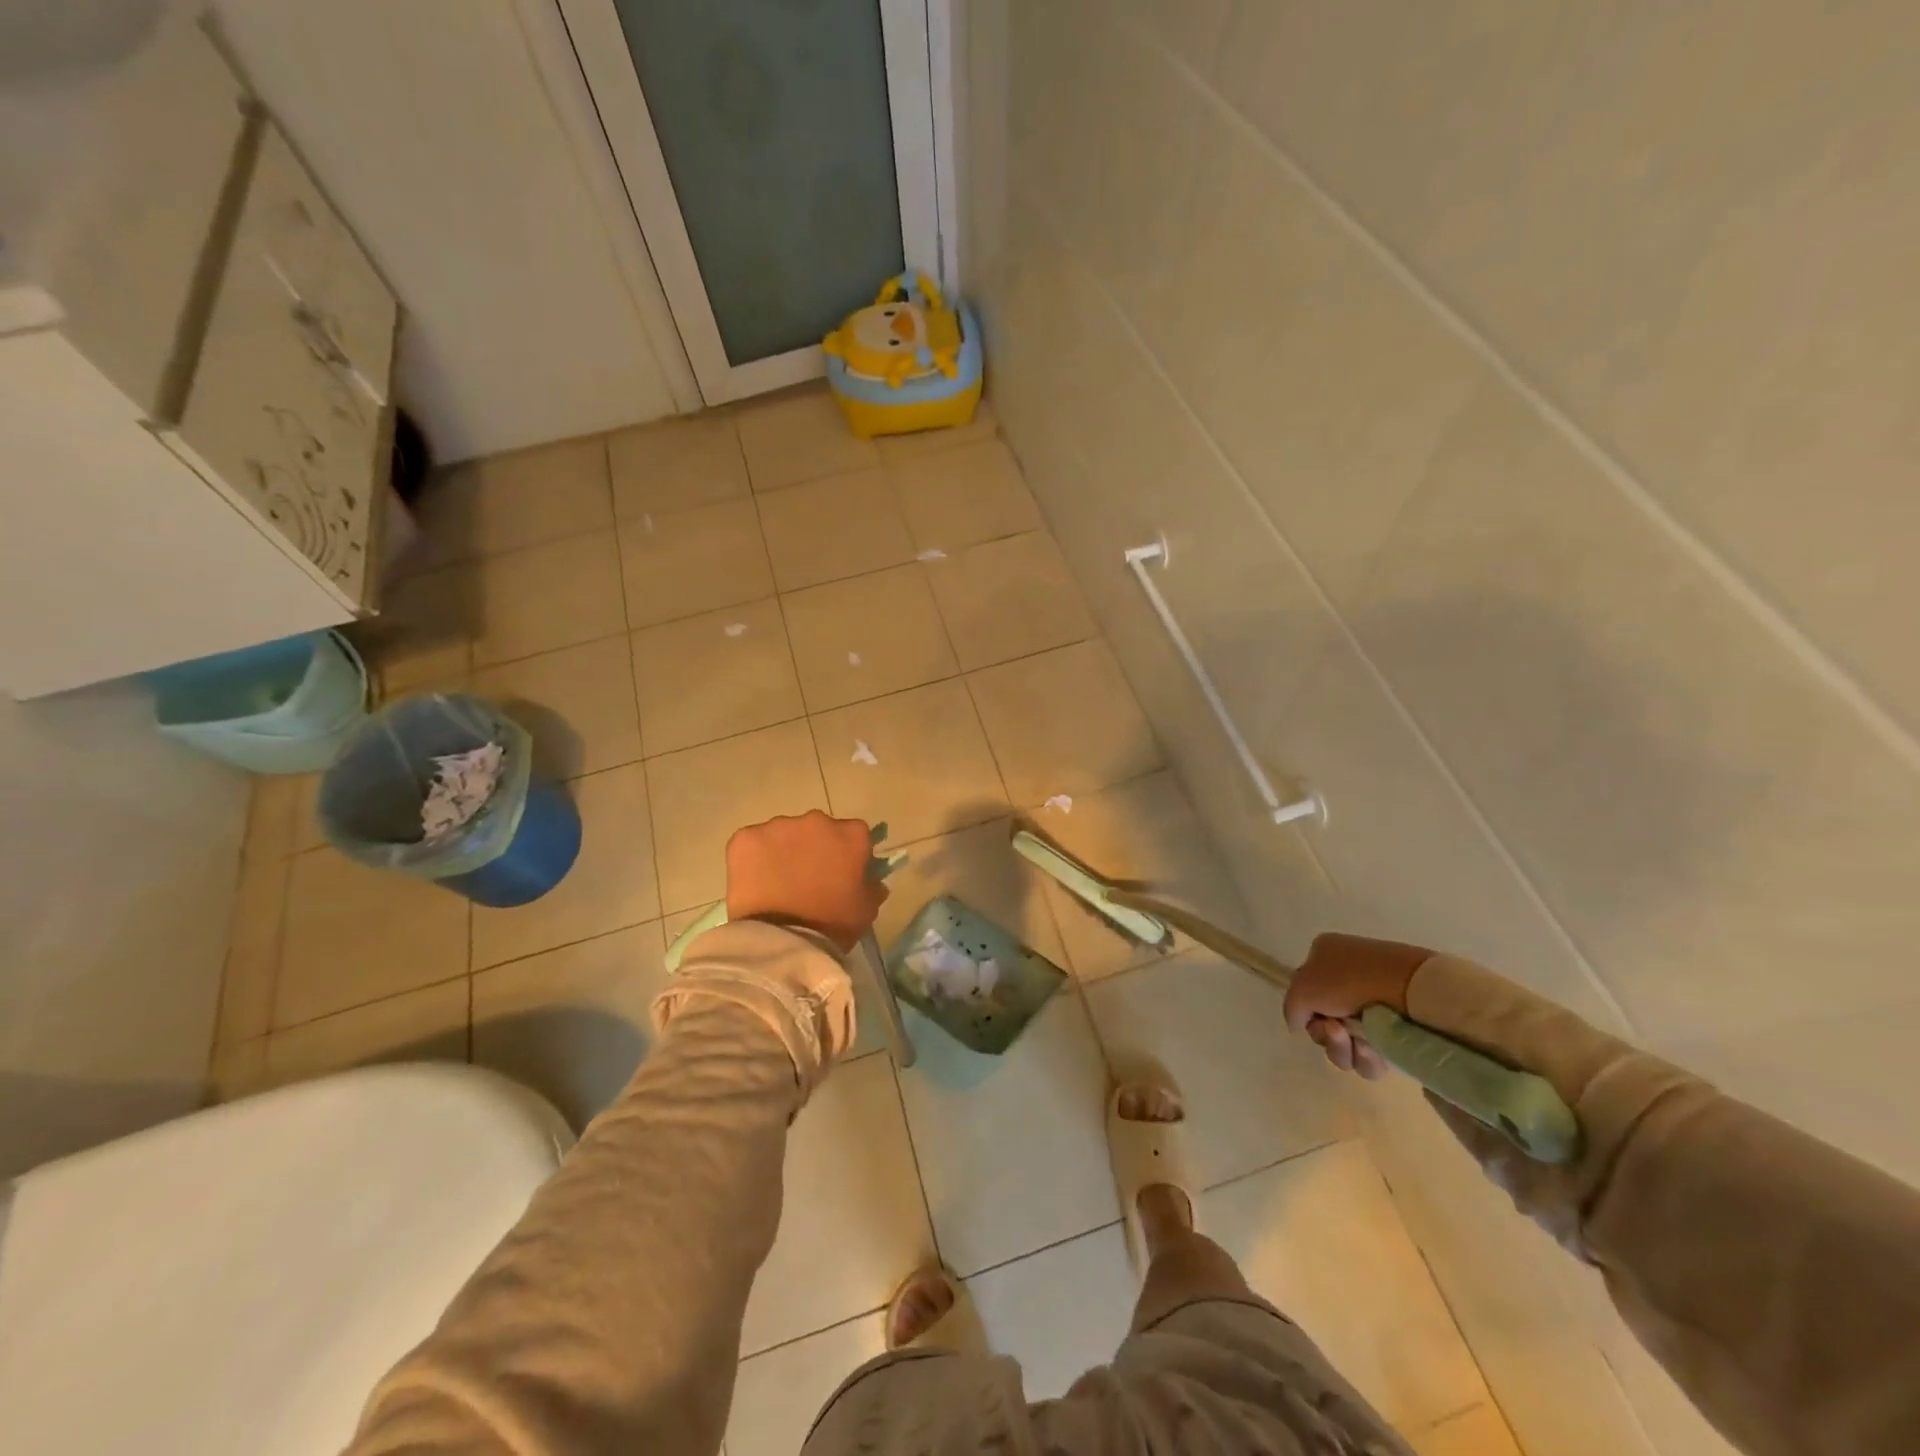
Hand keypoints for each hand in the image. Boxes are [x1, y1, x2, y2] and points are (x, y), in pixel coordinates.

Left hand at [726, 811, 887, 953]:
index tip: (841, 872)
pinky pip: (752, 843)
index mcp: (851, 834)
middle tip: (807, 879)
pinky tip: (753, 882)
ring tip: (776, 883)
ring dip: (783, 851)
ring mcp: (778, 826)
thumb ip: (871, 887)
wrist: (781, 941)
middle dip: (814, 848)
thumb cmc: (832, 925)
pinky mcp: (745, 837)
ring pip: (783, 834)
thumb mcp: (865, 910)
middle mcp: (817, 820)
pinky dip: (753, 858)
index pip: (855, 834)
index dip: (847, 853)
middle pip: (818, 829)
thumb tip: (872, 881)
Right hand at [1282, 933, 1431, 1079]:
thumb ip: (1291, 1007)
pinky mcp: (1397, 1030)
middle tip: (1336, 1031)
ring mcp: (1374, 1005)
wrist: (1412, 989)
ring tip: (1359, 1042)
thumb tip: (1298, 1024)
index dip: (1306, 1012)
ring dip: (1344, 1050)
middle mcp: (1348, 980)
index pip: (1305, 994)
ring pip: (1346, 1044)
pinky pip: (1371, 1055)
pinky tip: (1375, 1049)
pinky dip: (1367, 1058)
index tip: (1315, 1019)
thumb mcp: (1303, 987)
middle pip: (1324, 1024)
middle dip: (1326, 1036)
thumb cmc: (1351, 980)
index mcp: (1325, 957)